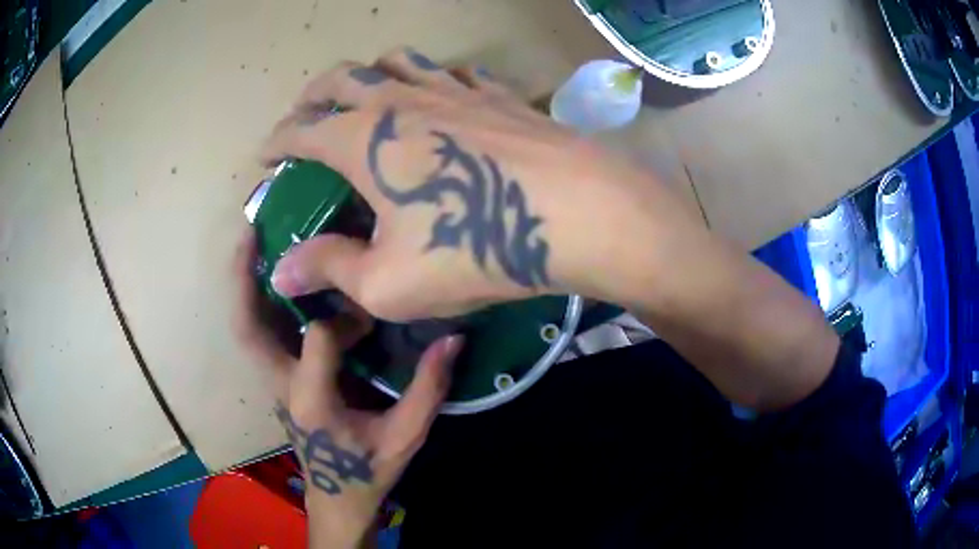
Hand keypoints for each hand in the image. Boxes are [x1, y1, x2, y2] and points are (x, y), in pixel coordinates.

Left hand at [233, 232, 463, 546]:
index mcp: (312, 400)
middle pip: (248, 328)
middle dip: (243, 279)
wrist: (338, 499)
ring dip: (245, 286)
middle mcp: (282, 386)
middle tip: (251, 231)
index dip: (347, 320)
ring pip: (246, 330)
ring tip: (254, 242)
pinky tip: (273, 280)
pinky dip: (258, 304)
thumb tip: (453, 338)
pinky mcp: (277, 381)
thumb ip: (428, 389)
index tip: (371, 317)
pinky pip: (259, 336)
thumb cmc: (369, 472)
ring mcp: (274, 383)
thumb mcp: (406, 437)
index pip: (319, 338)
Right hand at [261, 47, 691, 320]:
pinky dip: (436, 77)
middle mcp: (402, 100)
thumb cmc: (474, 246)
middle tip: (303, 112)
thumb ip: (331, 269)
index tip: (264, 155)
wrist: (575, 213)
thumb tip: (282, 272)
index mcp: (363, 138)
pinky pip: (458, 72)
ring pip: (399, 61)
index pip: (302, 131)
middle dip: (313, 94)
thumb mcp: (389, 281)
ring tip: (365, 91)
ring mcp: (455, 90)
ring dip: (371, 72)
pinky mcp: (500, 96)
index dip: (277, 142)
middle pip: (342, 78)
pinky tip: (442, 93)